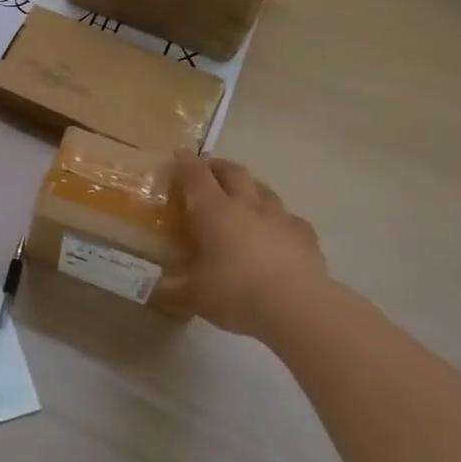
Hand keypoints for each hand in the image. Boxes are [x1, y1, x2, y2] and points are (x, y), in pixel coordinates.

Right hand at [171, 155, 334, 340]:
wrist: (298, 307)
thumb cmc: (236, 293)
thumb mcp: (195, 296)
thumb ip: (172, 290)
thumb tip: (155, 291)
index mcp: (213, 211)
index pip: (196, 175)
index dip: (185, 162)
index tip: (179, 154)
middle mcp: (246, 205)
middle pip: (232, 171)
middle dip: (218, 166)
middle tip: (207, 171)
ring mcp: (279, 217)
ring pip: (263, 189)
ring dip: (249, 187)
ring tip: (242, 197)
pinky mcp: (305, 235)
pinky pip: (289, 217)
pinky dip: (278, 218)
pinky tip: (276, 231)